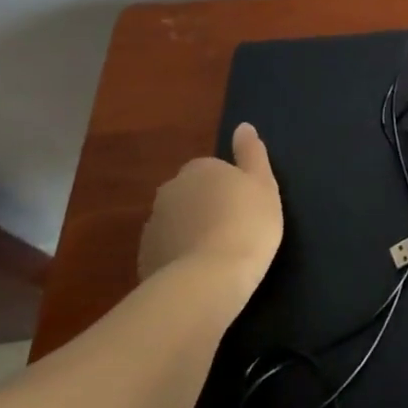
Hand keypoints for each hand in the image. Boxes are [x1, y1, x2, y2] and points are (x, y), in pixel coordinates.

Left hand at [138, 122, 284, 307]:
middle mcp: (170, 190)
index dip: (230, 188)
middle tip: (233, 229)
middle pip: (191, 194)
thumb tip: (243, 126)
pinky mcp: (144, 258)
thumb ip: (252, 153)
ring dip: (192, 232)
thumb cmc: (246, 225)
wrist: (208, 281)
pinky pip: (168, 250)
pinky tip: (200, 273)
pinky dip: (180, 256)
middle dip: (206, 207)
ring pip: (177, 222)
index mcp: (200, 168)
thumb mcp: (263, 185)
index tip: (245, 208)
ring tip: (217, 255)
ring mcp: (153, 225)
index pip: (213, 170)